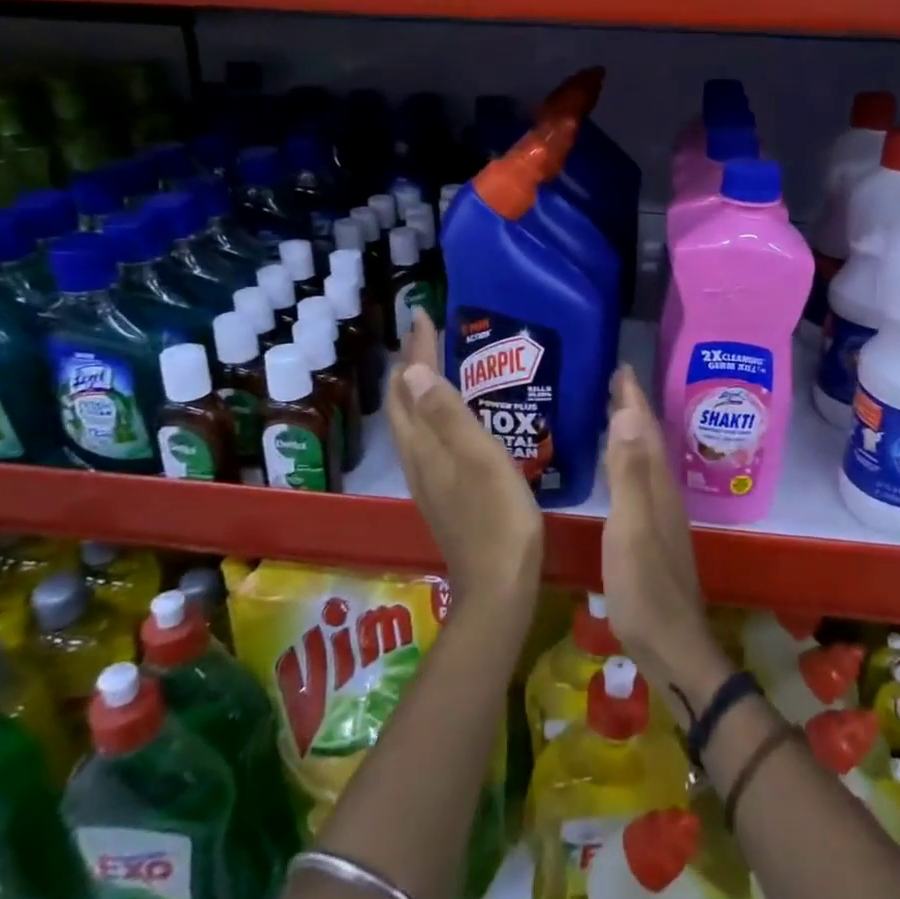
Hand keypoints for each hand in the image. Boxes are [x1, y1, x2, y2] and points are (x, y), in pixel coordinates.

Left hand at [386, 309, 542, 613]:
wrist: (497, 584)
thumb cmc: (498, 516)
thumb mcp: (479, 458)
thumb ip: (447, 414)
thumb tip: (409, 371)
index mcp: (424, 445)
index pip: (409, 385)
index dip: (416, 350)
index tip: (423, 315)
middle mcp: (417, 457)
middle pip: (401, 402)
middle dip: (409, 363)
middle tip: (426, 332)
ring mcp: (427, 477)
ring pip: (410, 420)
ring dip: (415, 386)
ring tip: (432, 362)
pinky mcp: (441, 491)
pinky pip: (424, 436)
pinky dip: (428, 410)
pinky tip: (447, 413)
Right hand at [601, 366, 730, 724]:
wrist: (673, 648)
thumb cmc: (645, 589)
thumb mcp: (631, 528)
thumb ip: (629, 474)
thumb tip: (628, 415)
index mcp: (657, 488)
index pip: (646, 431)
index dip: (633, 399)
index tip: (621, 367)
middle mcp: (664, 495)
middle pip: (650, 442)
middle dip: (634, 410)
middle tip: (615, 382)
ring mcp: (661, 517)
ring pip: (647, 462)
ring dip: (633, 434)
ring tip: (615, 414)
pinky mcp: (653, 537)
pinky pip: (641, 483)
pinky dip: (630, 463)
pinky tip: (621, 471)